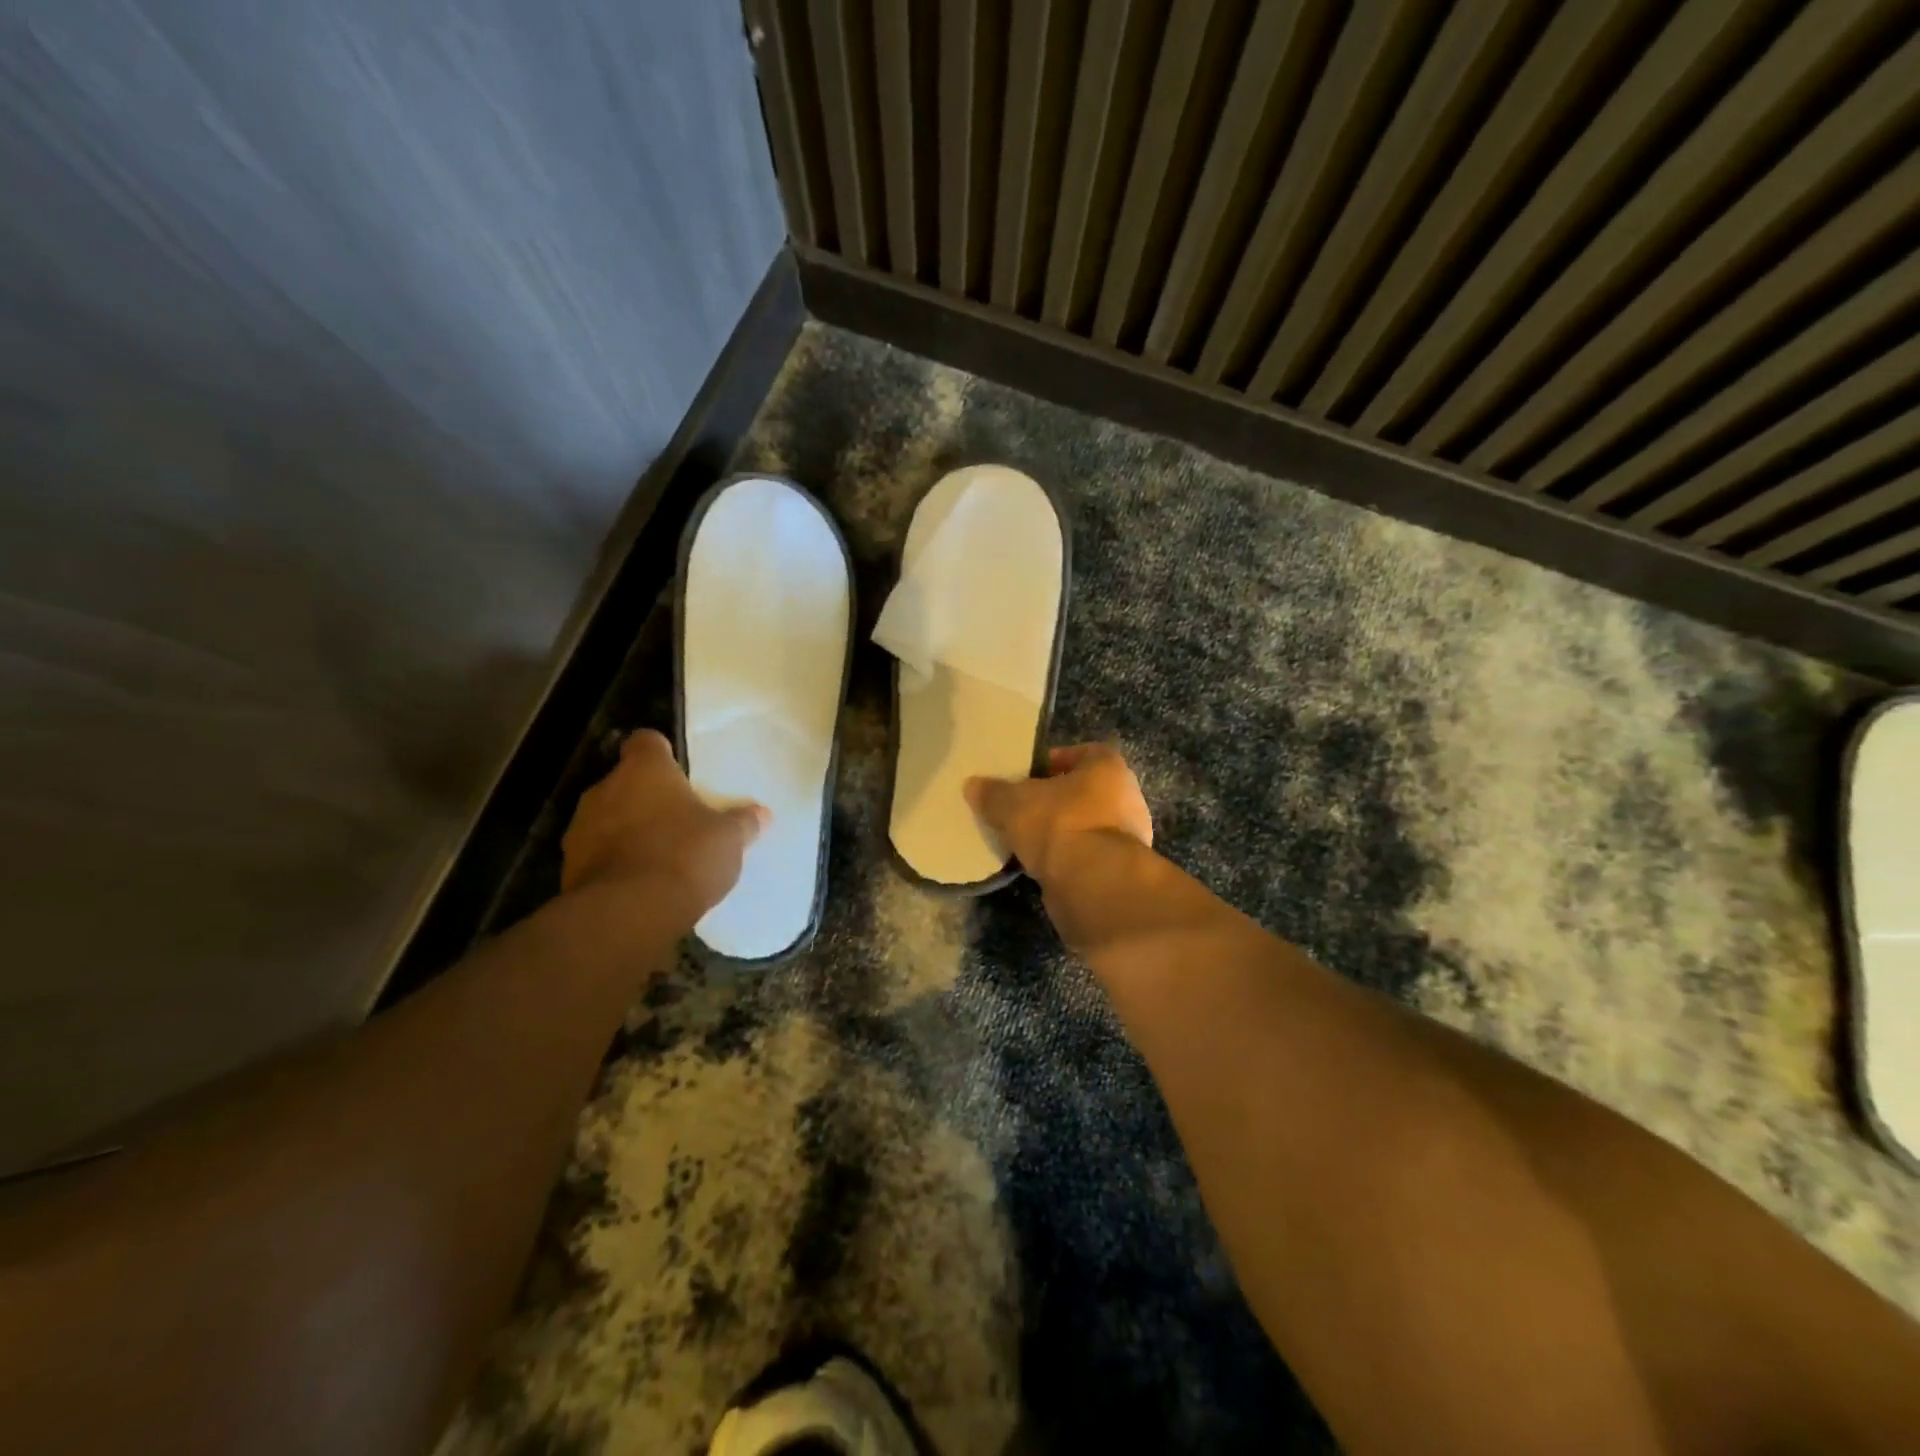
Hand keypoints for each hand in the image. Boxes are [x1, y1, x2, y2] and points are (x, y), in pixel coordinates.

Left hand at [561, 730, 766, 915]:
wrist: (628, 914)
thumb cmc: (685, 856)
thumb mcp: (729, 839)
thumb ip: (743, 823)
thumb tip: (761, 814)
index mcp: (645, 770)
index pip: (646, 741)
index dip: (661, 753)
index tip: (677, 770)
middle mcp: (605, 789)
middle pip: (626, 782)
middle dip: (647, 798)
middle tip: (677, 819)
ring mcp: (581, 828)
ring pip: (608, 818)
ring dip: (627, 830)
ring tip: (658, 856)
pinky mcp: (569, 867)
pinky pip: (597, 854)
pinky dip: (614, 862)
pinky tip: (638, 884)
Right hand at [965, 742, 1152, 883]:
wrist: (1093, 883)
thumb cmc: (1059, 824)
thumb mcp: (1014, 804)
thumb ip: (994, 793)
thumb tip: (972, 785)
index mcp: (1109, 769)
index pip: (1086, 753)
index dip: (1058, 760)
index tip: (1032, 773)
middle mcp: (1127, 798)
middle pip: (1087, 791)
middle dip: (1057, 798)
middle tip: (1026, 806)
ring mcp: (1129, 837)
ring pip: (1087, 825)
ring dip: (1062, 830)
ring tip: (1028, 838)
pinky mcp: (1120, 871)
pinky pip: (1089, 855)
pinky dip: (1068, 857)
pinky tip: (1042, 864)